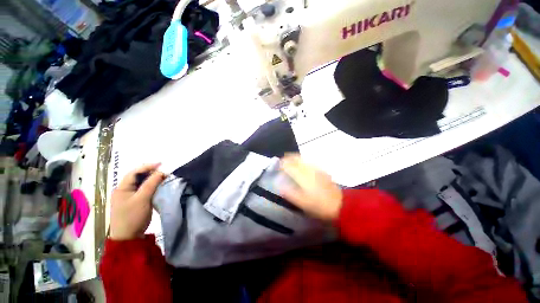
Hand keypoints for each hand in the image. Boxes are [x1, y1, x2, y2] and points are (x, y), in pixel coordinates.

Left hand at [110, 163, 165, 240]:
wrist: (129, 237)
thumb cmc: (133, 216)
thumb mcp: (142, 198)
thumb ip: (151, 183)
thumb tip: (162, 171)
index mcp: (122, 188)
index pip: (134, 172)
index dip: (148, 166)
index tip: (162, 164)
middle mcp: (124, 190)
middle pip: (138, 177)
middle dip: (151, 172)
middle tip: (164, 171)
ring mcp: (130, 196)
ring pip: (142, 183)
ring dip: (153, 179)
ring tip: (164, 177)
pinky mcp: (136, 201)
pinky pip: (145, 190)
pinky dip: (153, 186)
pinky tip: (160, 186)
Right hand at [279, 154, 342, 220]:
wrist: (341, 205)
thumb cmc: (319, 205)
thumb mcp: (303, 203)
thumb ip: (290, 193)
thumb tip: (280, 186)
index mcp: (303, 176)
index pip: (289, 164)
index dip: (282, 163)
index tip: (277, 165)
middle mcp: (309, 169)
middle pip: (296, 158)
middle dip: (288, 158)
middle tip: (282, 162)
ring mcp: (316, 168)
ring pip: (302, 158)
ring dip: (294, 159)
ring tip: (290, 163)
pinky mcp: (321, 171)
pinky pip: (308, 162)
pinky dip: (302, 161)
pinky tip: (301, 167)